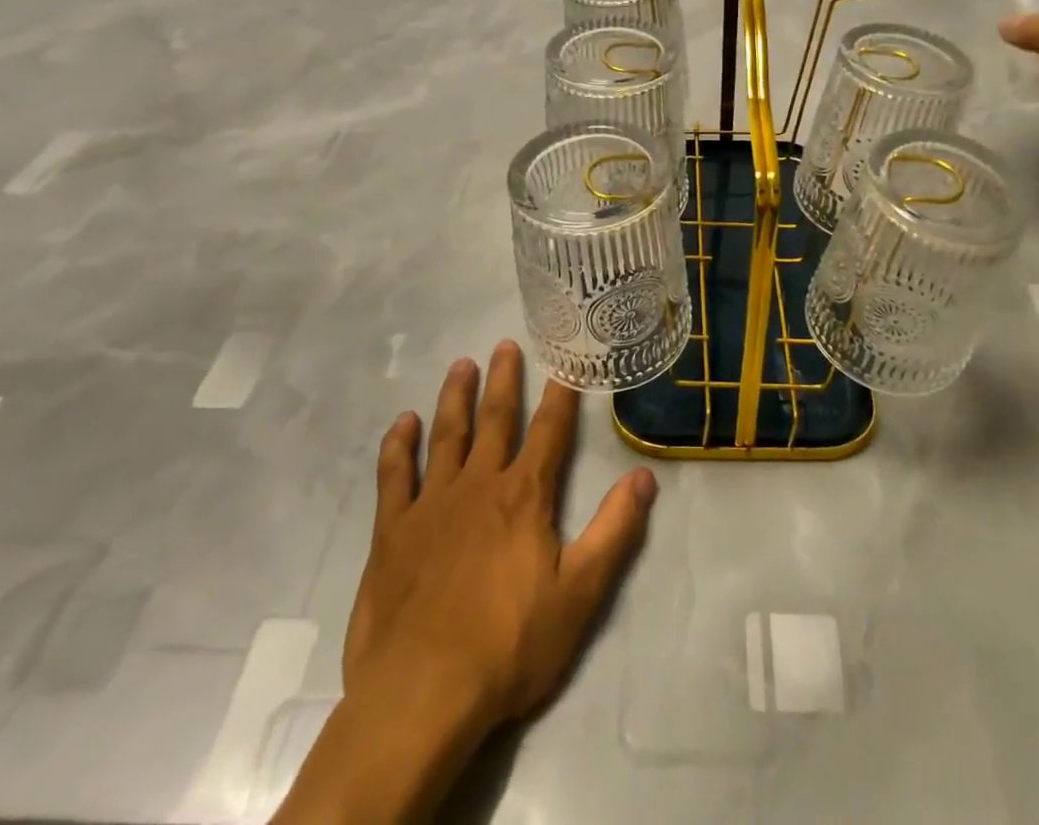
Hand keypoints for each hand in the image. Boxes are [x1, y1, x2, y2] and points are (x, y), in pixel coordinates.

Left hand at [342, 341, 657, 739]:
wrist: (421, 694)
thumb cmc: (508, 646)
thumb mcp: (580, 594)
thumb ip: (615, 531)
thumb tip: (646, 476)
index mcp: (524, 496)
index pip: (549, 431)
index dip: (560, 394)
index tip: (564, 361)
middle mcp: (479, 484)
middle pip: (495, 419)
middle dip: (504, 380)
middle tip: (505, 344)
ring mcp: (432, 504)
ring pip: (446, 435)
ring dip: (455, 397)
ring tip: (461, 364)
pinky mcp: (393, 530)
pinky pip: (394, 475)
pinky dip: (398, 445)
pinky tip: (403, 422)